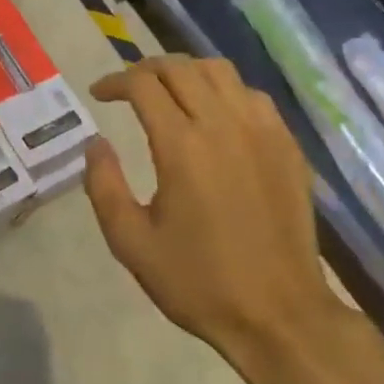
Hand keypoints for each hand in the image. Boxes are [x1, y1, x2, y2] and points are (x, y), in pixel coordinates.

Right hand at [82, 56, 354, 383]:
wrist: (280, 315)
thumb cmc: (199, 282)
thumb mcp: (131, 243)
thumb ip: (104, 185)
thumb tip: (95, 144)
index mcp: (182, 146)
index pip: (142, 85)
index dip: (114, 81)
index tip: (99, 94)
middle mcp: (223, 124)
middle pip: (180, 67)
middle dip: (146, 68)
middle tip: (128, 87)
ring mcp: (262, 131)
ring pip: (219, 71)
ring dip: (186, 72)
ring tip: (170, 92)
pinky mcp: (287, 145)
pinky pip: (252, 95)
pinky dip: (225, 91)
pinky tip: (216, 115)